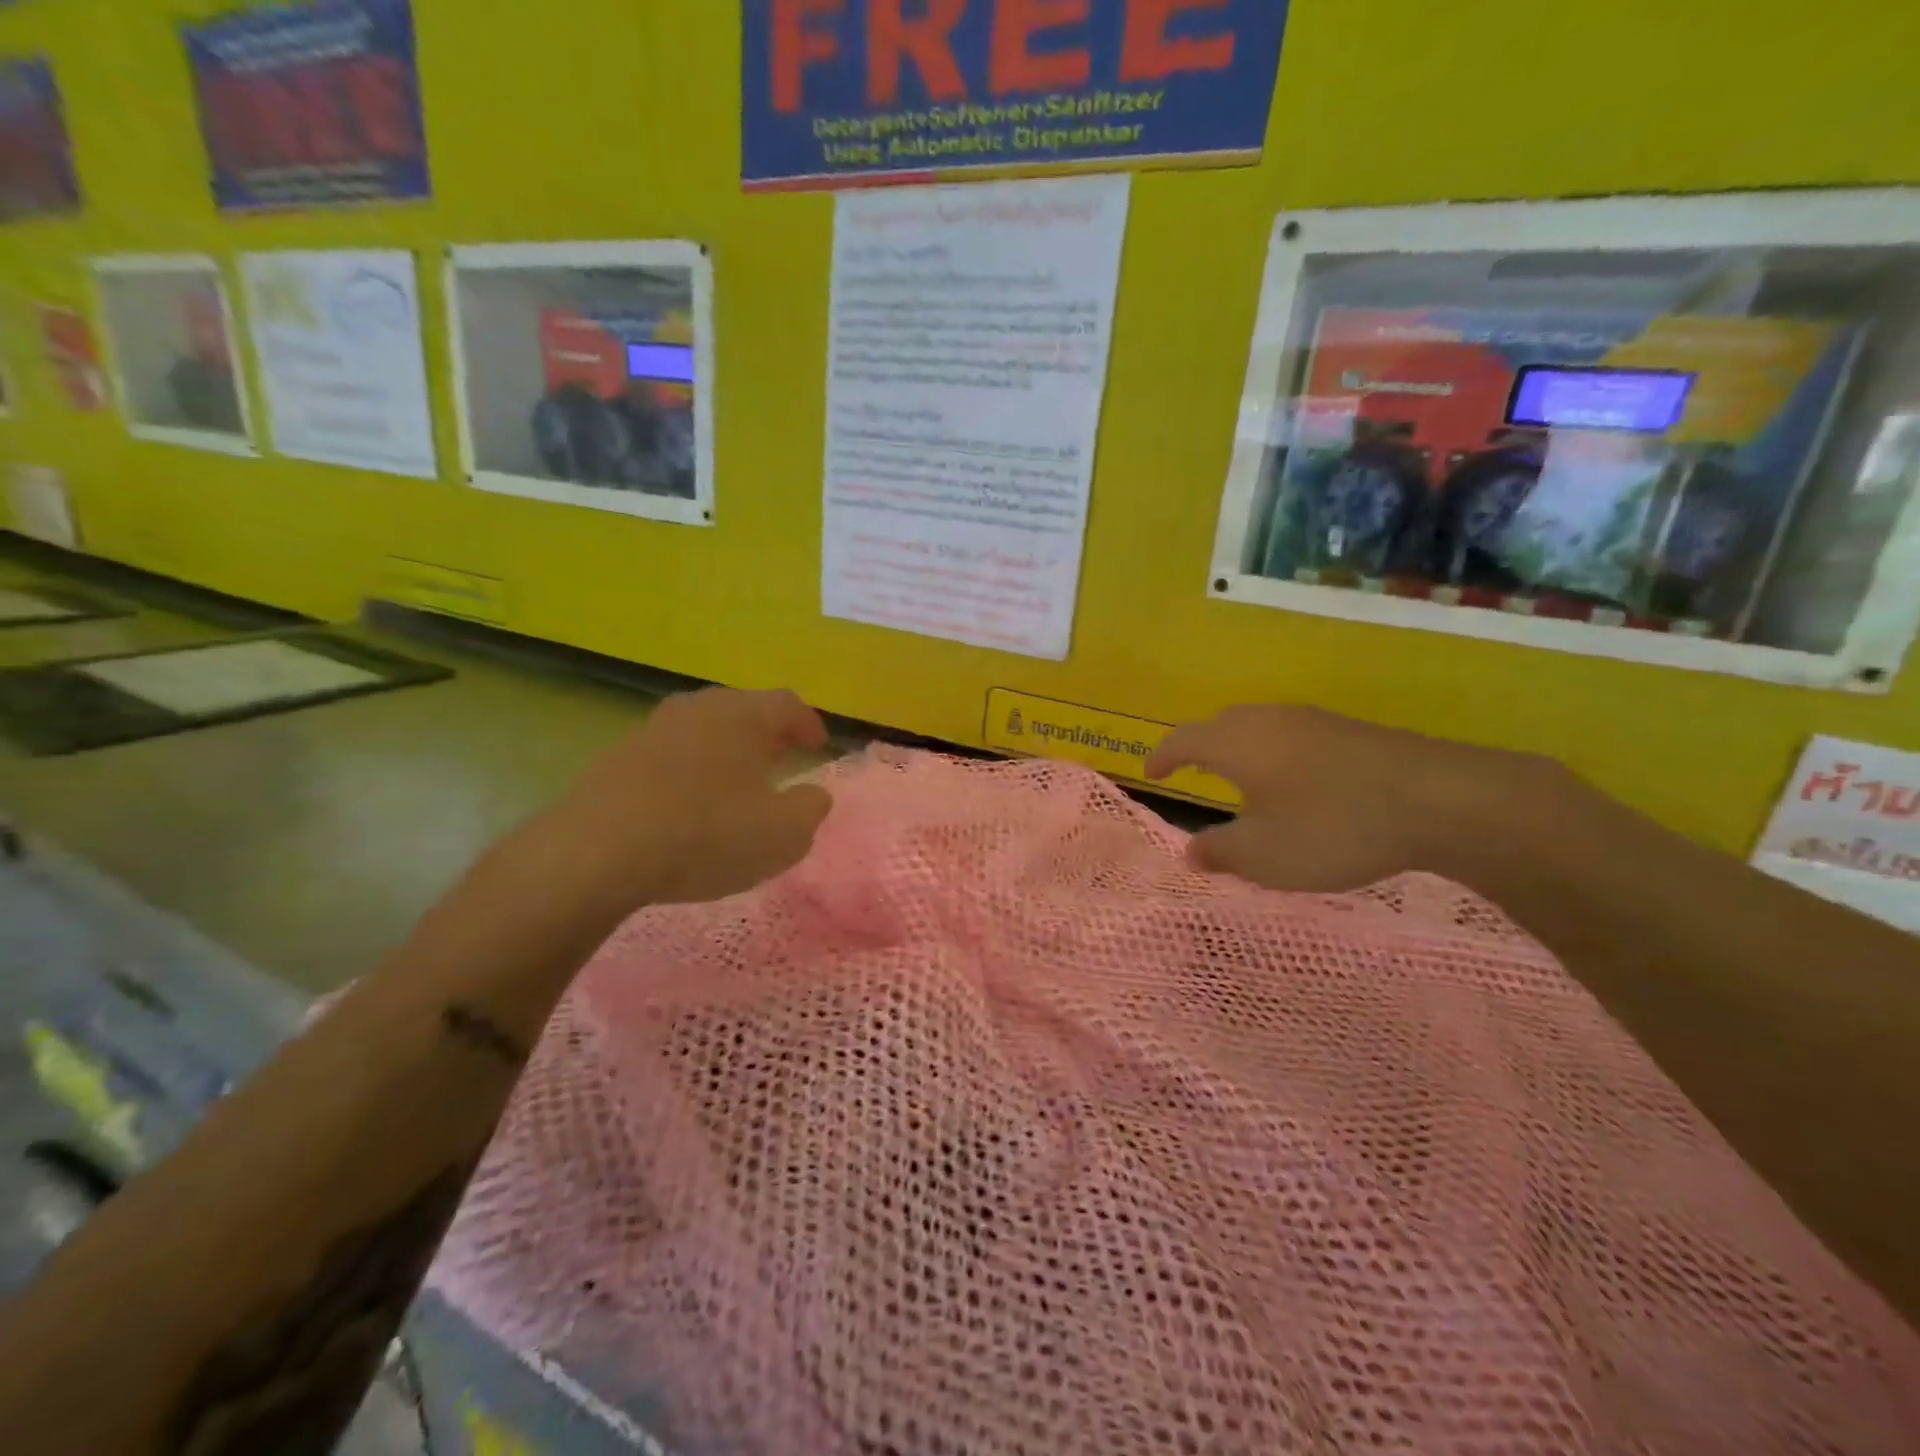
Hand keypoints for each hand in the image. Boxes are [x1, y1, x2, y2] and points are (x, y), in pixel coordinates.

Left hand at [540, 687, 832, 910]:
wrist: (599, 852)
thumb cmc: (707, 834)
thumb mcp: (783, 834)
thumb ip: (810, 809)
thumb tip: (813, 794)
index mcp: (744, 715)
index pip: (788, 704)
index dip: (808, 723)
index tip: (819, 745)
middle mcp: (699, 708)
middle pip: (743, 708)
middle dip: (767, 731)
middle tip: (781, 756)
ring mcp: (653, 729)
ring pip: (703, 728)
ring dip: (726, 749)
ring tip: (736, 779)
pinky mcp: (618, 757)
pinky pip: (670, 754)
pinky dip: (690, 769)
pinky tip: (689, 802)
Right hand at [1145, 704, 1559, 891]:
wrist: (1438, 798)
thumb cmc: (1332, 826)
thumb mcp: (1265, 855)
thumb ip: (1220, 852)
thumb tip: (1189, 851)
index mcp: (1235, 743)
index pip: (1183, 740)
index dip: (1163, 757)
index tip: (1152, 774)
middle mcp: (1267, 720)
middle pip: (1219, 725)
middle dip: (1199, 747)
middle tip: (1192, 772)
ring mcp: (1311, 719)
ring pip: (1257, 726)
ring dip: (1239, 748)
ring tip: (1240, 777)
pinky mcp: (1348, 729)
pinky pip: (1290, 733)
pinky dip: (1274, 752)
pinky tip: (1294, 780)